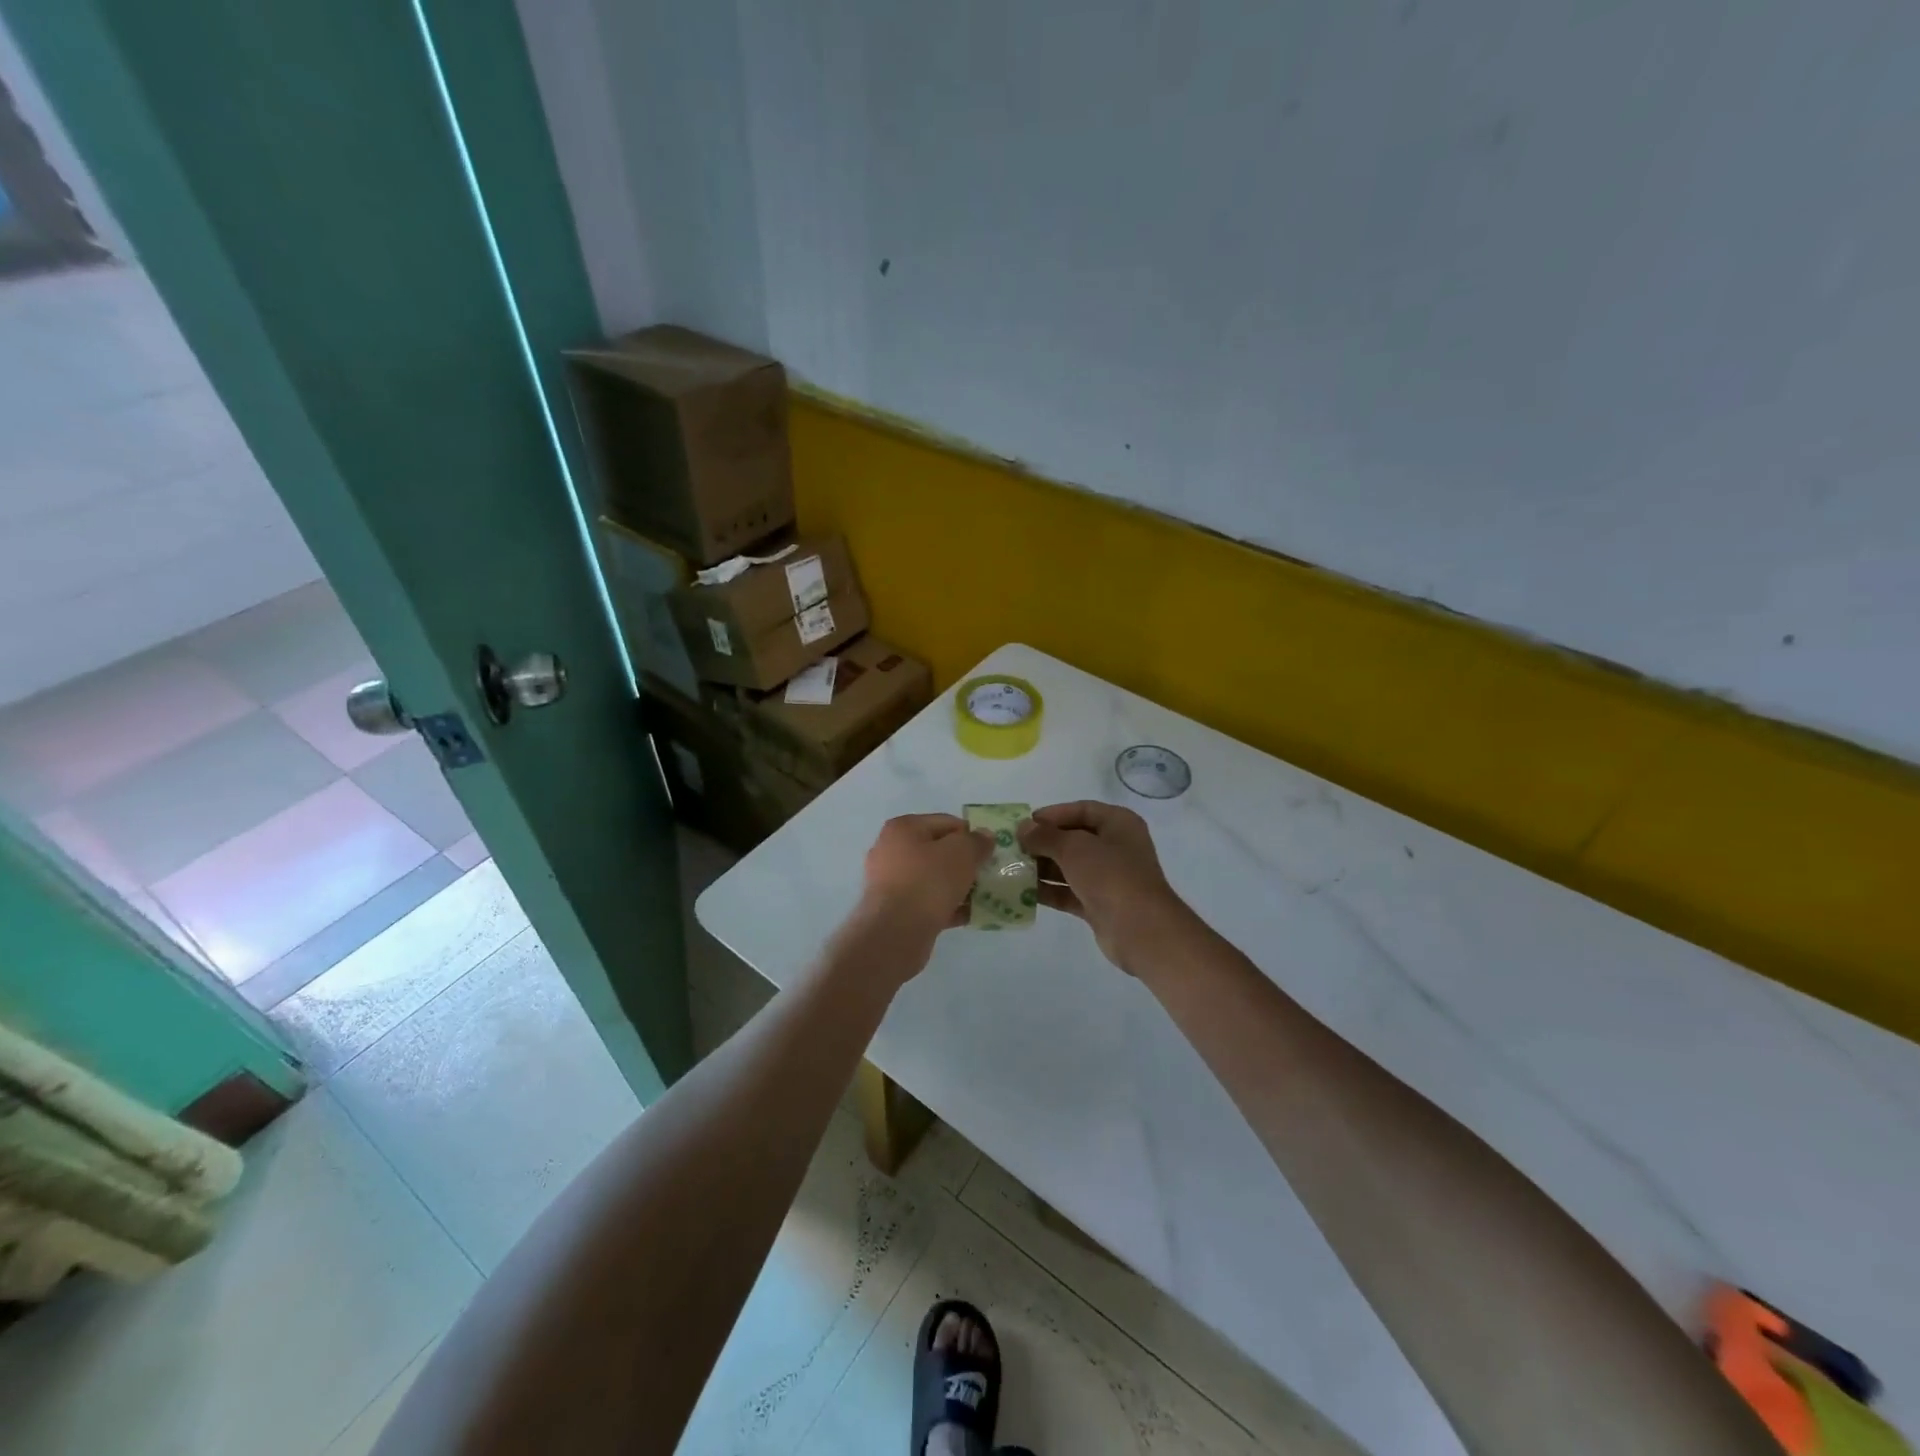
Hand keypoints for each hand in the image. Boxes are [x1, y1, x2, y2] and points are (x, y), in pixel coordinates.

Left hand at [856, 813, 992, 946]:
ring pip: (932, 878)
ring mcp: (889, 882)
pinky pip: (926, 902)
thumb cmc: (928, 882)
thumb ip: (976, 841)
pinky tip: (967, 916)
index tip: (989, 852)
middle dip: (964, 863)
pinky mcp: (893, 910)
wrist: (896, 932)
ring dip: (957, 886)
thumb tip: (984, 836)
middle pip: (938, 851)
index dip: (971, 835)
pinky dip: (946, 906)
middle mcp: (890, 850)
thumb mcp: (961, 853)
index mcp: (903, 828)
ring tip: (981, 897)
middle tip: (986, 875)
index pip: (946, 822)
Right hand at [1018, 801, 1195, 978]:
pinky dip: (1049, 890)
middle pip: (1074, 838)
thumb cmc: (1110, 876)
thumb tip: (1023, 828)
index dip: (1053, 814)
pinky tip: (1023, 891)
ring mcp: (1108, 877)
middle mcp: (1116, 847)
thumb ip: (1046, 836)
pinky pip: (1069, 891)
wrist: (1140, 929)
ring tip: (1012, 868)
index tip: (1025, 823)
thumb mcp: (1074, 848)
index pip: (1082, 810)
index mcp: (1119, 824)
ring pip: (1070, 866)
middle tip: (1013, 847)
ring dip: (1043, 867)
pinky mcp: (1099, 903)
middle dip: (1043, 842)